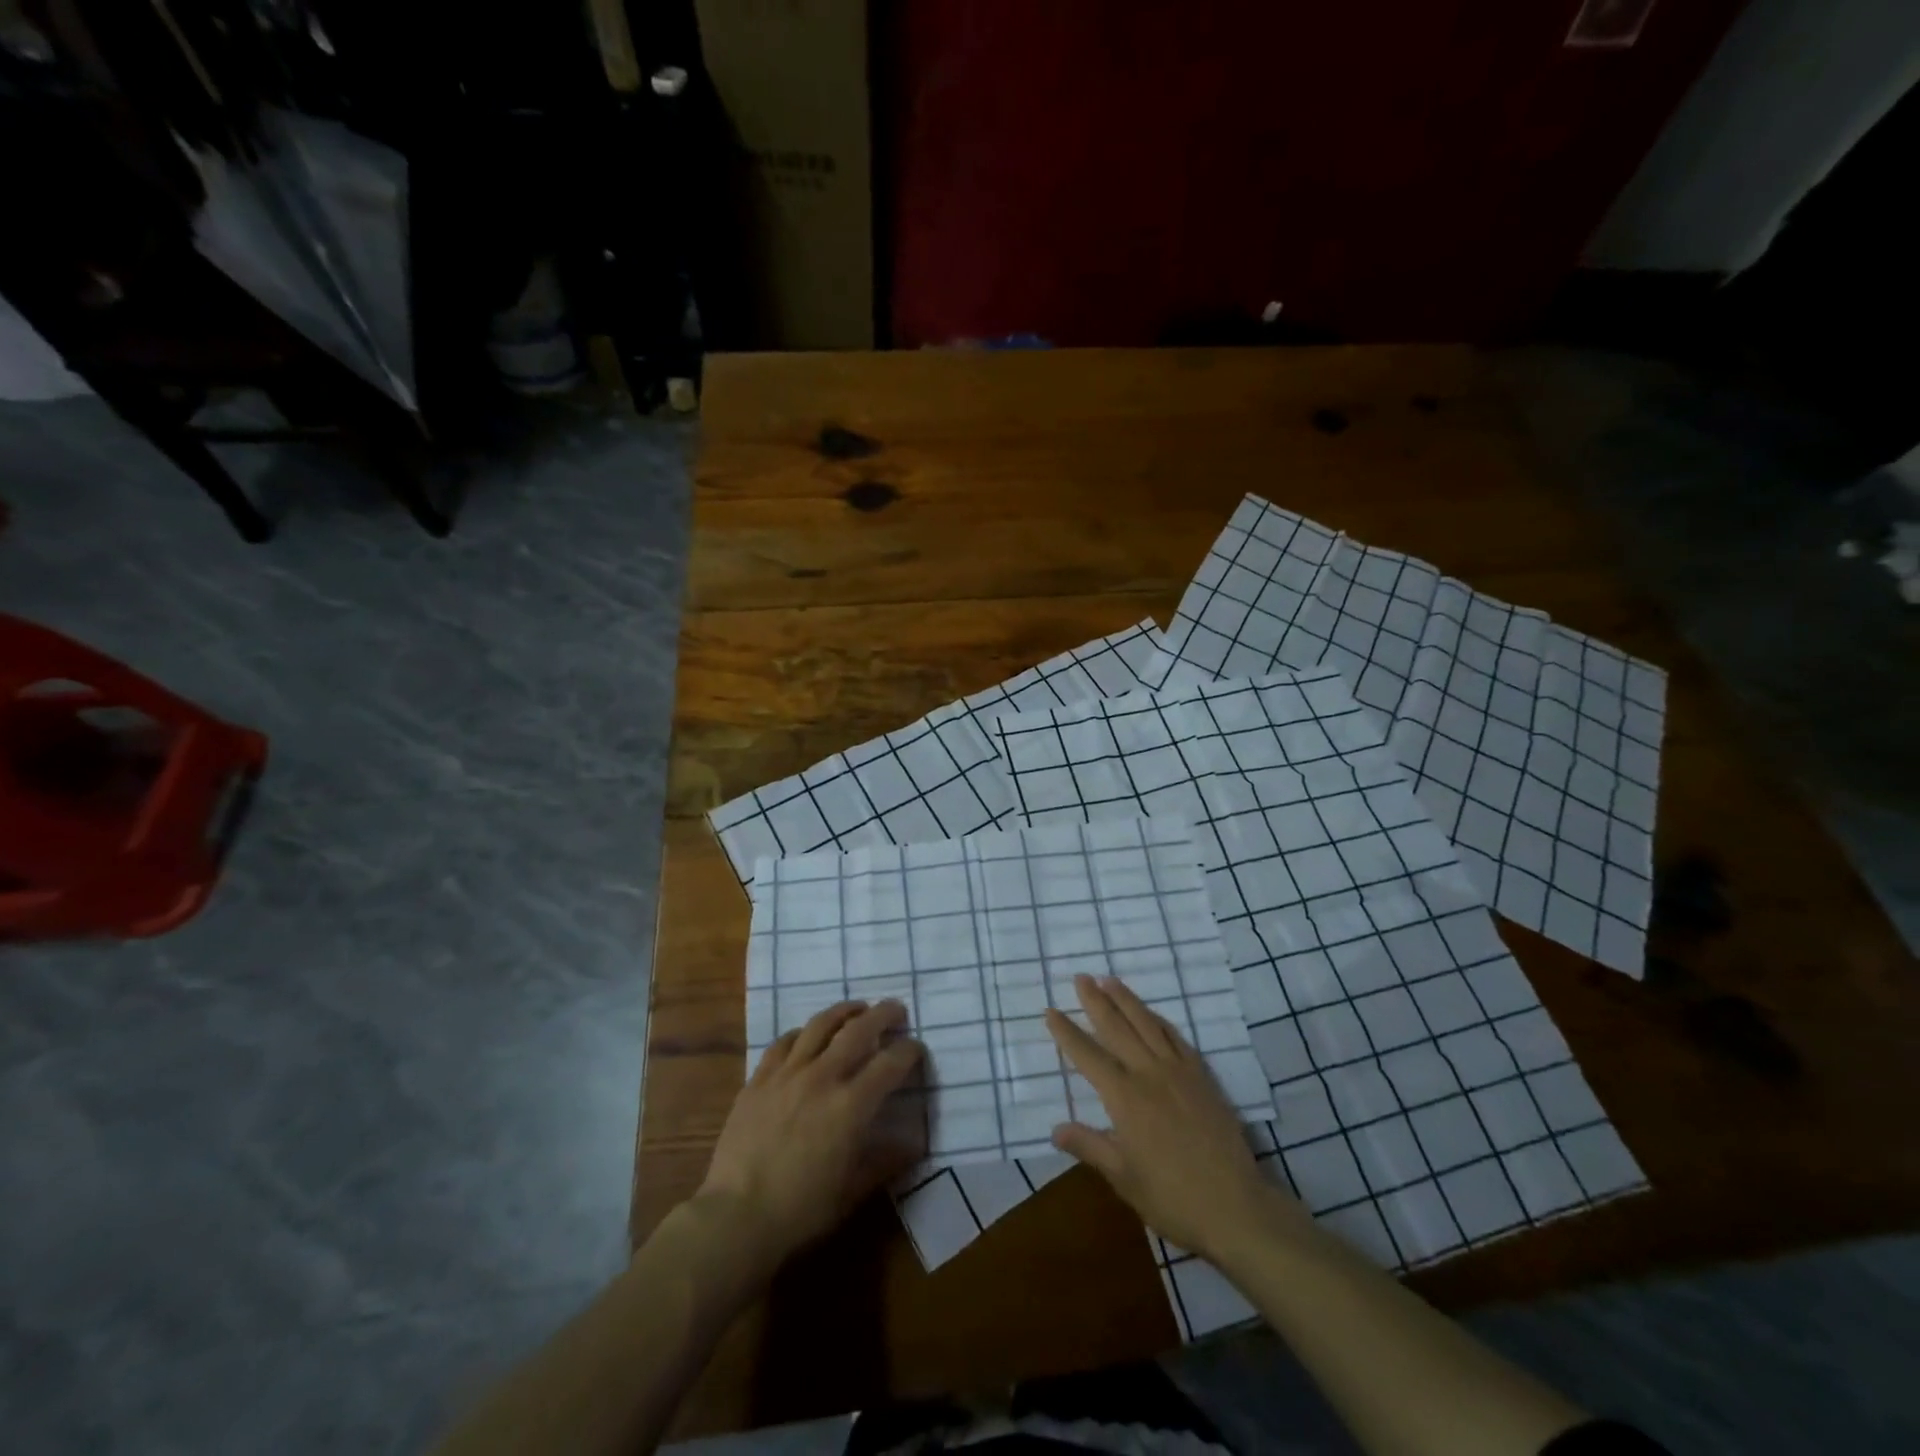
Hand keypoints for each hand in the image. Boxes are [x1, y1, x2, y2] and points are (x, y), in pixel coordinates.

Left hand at [696, 999, 925, 1275]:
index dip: (909, 1051)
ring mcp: (788, 1073)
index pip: (890, 1064)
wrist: (736, 1216)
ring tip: (857, 1008)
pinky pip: (784, 1042)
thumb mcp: (852, 1191)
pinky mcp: (759, 1078)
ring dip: (844, 1011)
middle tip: (896, 1009)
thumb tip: (914, 1144)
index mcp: (851, 1106)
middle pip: (858, 1030)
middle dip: (883, 1015)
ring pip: (820, 1025)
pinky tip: (808, 1035)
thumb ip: (885, 1161)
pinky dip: (802, 1032)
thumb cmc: (801, 1210)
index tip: (916, 1048)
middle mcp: (822, 1077)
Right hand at [1045, 975, 1303, 1262]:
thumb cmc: (1172, 1197)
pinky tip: (1152, 1014)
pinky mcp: (1202, 1077)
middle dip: (1095, 1001)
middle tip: (1080, 977)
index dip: (1067, 1033)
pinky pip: (1176, 1038)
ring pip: (1147, 1024)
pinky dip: (1159, 1020)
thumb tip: (1056, 1129)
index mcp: (1125, 1097)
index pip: (1088, 1056)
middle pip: (1117, 1028)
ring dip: (1126, 1000)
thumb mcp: (1123, 1178)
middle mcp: (1149, 1074)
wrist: (1236, 1207)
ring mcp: (1179, 1072)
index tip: (1050, 1011)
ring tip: (1109, 980)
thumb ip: (1090, 1147)